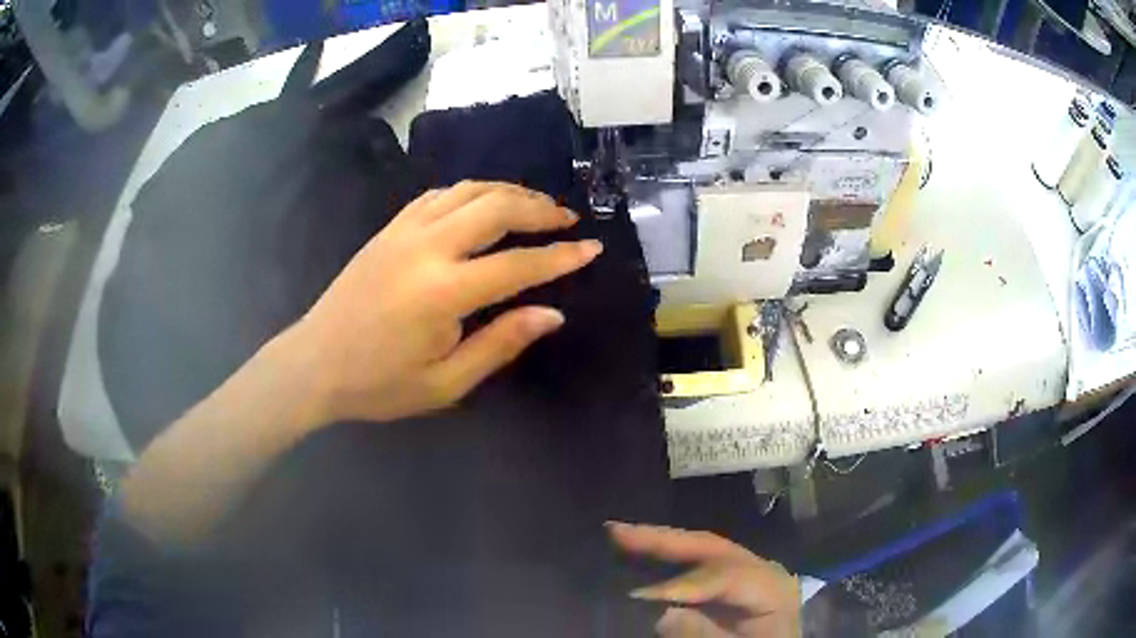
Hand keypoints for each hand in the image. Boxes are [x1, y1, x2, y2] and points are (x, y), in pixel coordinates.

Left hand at [286, 181, 600, 425]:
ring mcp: (404, 231)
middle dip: (539, 208)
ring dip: (508, 192)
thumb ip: (501, 343)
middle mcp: (426, 248)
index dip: (560, 257)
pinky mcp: (389, 228)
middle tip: (567, 220)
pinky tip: (483, 204)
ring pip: (468, 190)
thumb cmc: (379, 384)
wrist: (315, 363)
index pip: (517, 264)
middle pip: (496, 207)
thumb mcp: (446, 383)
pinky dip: (471, 192)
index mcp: (442, 292)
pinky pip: (438, 195)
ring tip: (535, 205)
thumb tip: (553, 314)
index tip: (592, 249)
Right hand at [608, 523, 800, 637]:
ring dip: (660, 541)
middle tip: (616, 531)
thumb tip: (664, 615)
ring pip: (701, 548)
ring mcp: (744, 571)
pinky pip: (696, 562)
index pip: (727, 576)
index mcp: (771, 588)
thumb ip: (705, 635)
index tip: (638, 595)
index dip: (683, 584)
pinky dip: (666, 557)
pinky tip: (639, 551)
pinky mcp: (728, 581)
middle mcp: (759, 569)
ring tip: (618, 532)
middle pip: (711, 548)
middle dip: (664, 540)